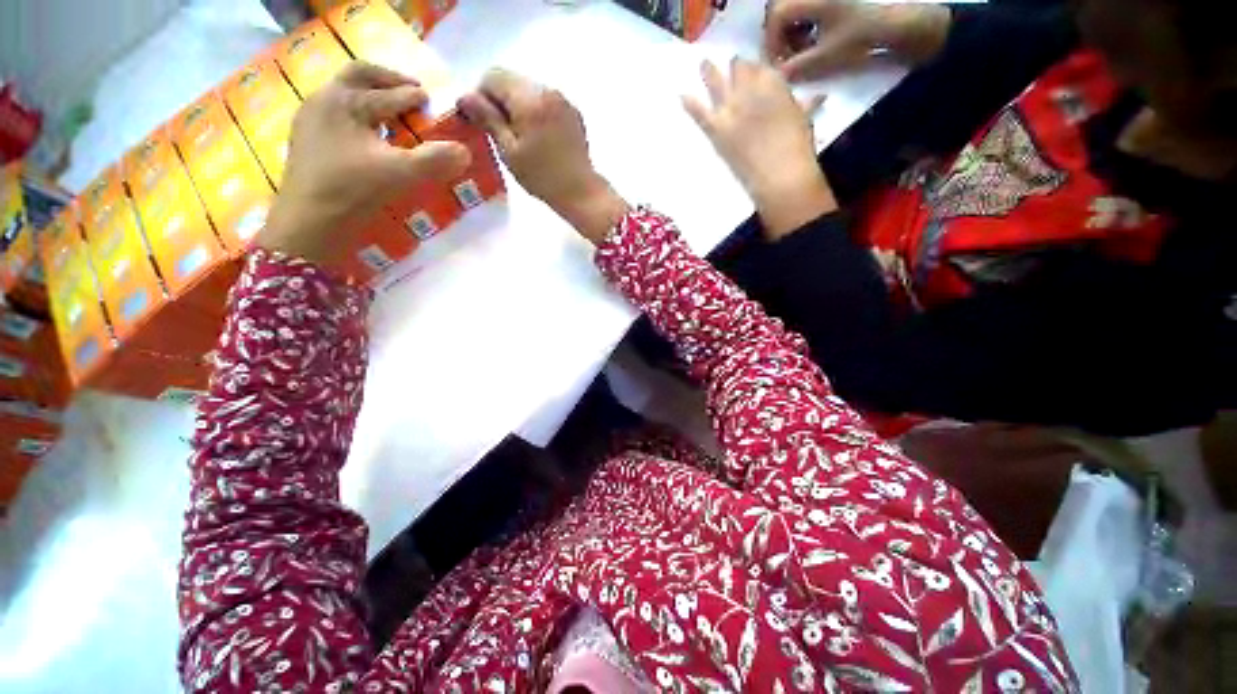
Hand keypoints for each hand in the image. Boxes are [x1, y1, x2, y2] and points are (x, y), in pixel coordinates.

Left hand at [259, 62, 470, 263]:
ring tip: (392, 112)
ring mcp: (310, 119)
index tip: (430, 100)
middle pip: (357, 76)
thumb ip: (435, 160)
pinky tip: (367, 133)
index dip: (413, 96)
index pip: (387, 93)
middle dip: (387, 80)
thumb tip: (465, 151)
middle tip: (411, 91)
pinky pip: (335, 113)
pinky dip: (358, 114)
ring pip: (344, 94)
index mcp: (345, 102)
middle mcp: (324, 101)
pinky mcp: (306, 139)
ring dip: (371, 96)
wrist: (308, 222)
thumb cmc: (352, 191)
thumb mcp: (400, 175)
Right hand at [457, 69, 627, 243]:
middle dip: (500, 101)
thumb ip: (487, 119)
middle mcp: (547, 90)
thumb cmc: (542, 177)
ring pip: (528, 89)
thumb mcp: (508, 151)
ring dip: (517, 106)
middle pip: (511, 79)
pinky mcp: (572, 112)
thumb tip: (465, 97)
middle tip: (501, 133)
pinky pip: (545, 101)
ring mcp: (563, 100)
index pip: (493, 76)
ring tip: (521, 138)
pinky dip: (535, 112)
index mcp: (529, 98)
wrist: (581, 192)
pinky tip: (539, 139)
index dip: (481, 96)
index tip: (483, 123)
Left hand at [684, 58, 835, 239]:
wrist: (779, 175)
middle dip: (735, 68)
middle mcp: (749, 89)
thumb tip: (817, 97)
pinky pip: (699, 113)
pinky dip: (690, 104)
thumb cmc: (797, 148)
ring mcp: (730, 108)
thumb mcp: (803, 119)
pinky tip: (681, 96)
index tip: (752, 70)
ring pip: (716, 82)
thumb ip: (804, 104)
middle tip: (731, 66)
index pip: (759, 66)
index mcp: (773, 82)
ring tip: (703, 64)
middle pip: (737, 69)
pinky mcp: (716, 130)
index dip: (755, 68)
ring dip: (709, 71)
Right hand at [764, 0, 950, 81]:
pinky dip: (808, 25)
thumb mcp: (824, 58)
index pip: (774, 19)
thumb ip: (795, 68)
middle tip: (791, 60)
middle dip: (781, 38)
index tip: (780, 66)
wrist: (899, 23)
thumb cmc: (861, 37)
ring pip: (794, 9)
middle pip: (781, 12)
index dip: (772, 45)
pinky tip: (819, 40)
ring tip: (806, 52)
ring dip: (794, 32)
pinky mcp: (835, 0)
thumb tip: (777, 76)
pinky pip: (810, 7)